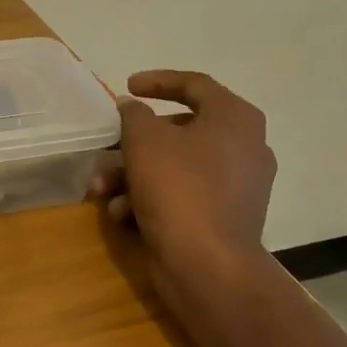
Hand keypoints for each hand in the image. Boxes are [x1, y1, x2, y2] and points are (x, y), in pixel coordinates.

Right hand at [92, 70, 277, 316]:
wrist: (207, 265)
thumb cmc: (178, 188)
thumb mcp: (145, 140)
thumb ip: (134, 115)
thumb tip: (133, 108)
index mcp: (235, 119)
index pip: (195, 84)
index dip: (157, 81)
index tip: (127, 86)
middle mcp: (244, 147)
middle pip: (179, 130)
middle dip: (134, 142)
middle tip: (107, 147)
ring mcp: (237, 186)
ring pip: (175, 166)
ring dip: (133, 174)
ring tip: (102, 189)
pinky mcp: (224, 217)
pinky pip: (183, 195)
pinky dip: (151, 198)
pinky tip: (123, 214)